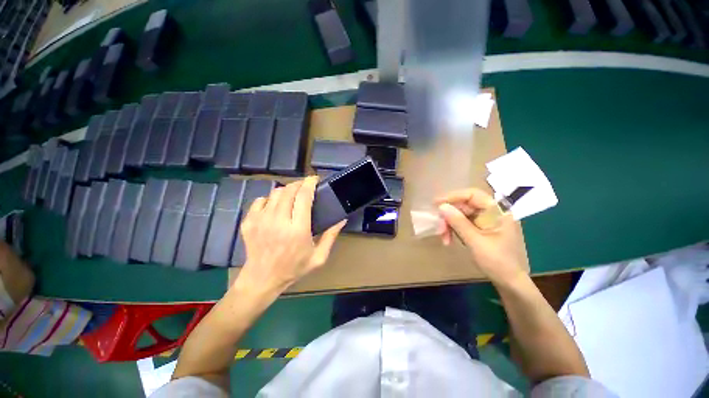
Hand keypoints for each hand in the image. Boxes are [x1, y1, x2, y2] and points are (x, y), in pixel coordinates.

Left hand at [234, 176, 345, 296]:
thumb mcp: (319, 257)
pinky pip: (260, 200)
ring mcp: (261, 220)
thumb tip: (342, 219)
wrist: (262, 279)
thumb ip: (331, 236)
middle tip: (306, 187)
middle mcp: (279, 221)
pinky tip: (275, 207)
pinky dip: (270, 199)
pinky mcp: (249, 221)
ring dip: (286, 191)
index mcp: (298, 229)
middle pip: (289, 190)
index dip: (310, 183)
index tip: (315, 179)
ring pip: (275, 193)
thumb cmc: (294, 268)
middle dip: (299, 184)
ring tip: (292, 196)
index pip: (304, 197)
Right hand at [435, 188, 526, 285]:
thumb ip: (458, 222)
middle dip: (449, 216)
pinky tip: (449, 239)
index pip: (473, 195)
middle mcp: (492, 212)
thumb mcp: (475, 241)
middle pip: (464, 205)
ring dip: (449, 225)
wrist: (509, 282)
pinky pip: (462, 223)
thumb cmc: (497, 262)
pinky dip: (454, 230)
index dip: (453, 196)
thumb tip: (442, 206)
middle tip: (439, 229)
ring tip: (444, 238)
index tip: (436, 203)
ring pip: (461, 215)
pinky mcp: (480, 228)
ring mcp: (486, 220)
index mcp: (497, 211)